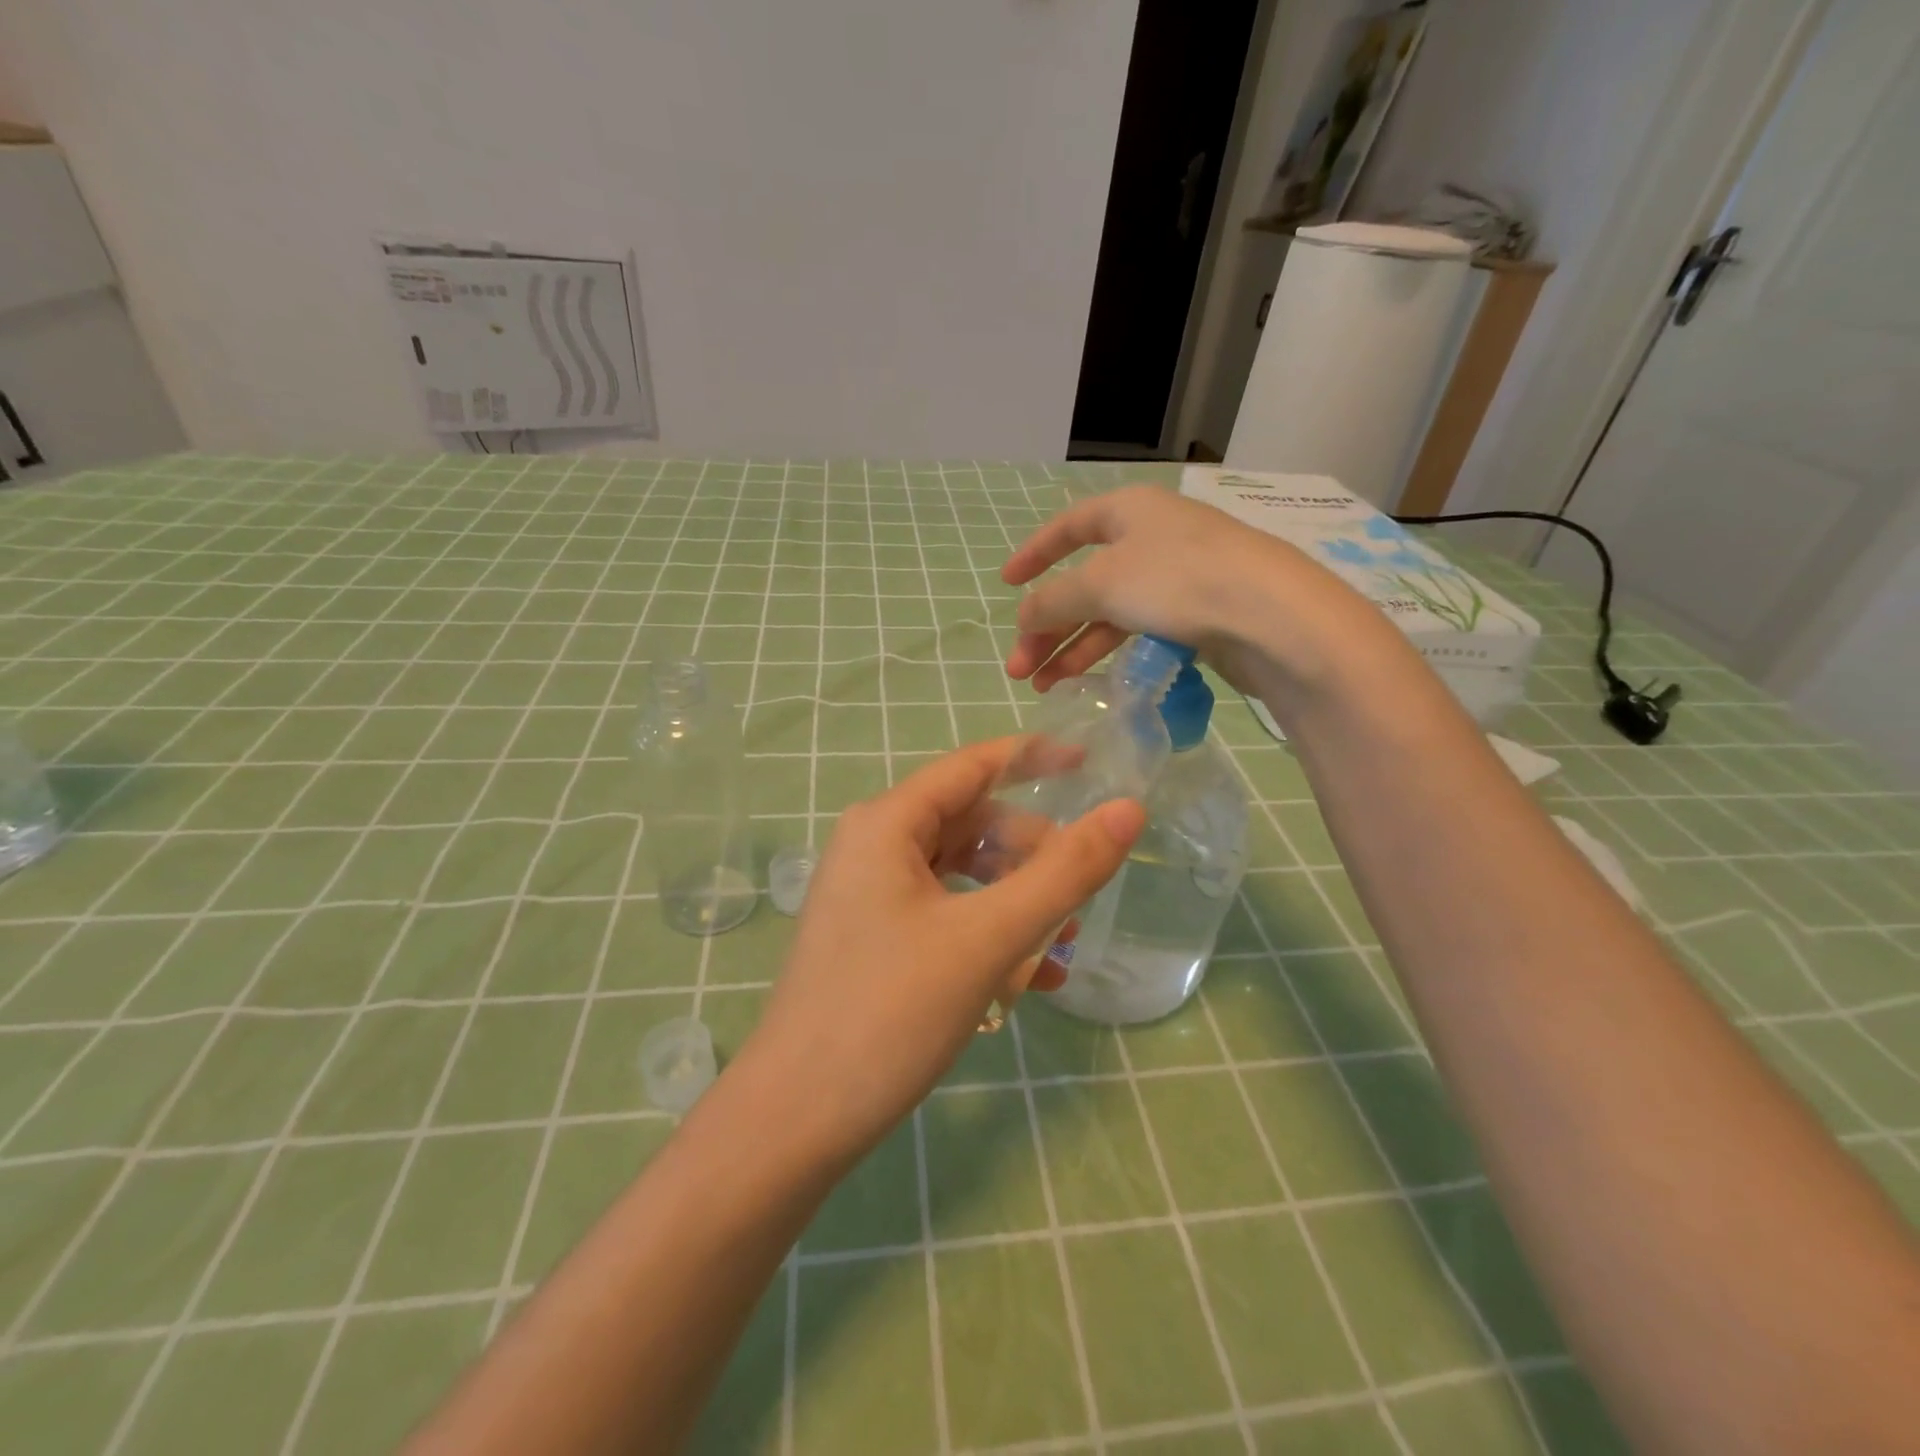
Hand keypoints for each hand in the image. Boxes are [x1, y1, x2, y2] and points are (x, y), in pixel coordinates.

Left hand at [736, 741, 1145, 1163]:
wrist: (795, 1121)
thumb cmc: (890, 1013)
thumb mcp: (988, 938)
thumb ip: (1063, 872)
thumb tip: (1128, 810)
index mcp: (887, 823)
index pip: (973, 766)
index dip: (1033, 757)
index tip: (1089, 763)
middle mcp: (872, 845)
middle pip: (969, 823)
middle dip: (1030, 851)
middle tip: (1080, 890)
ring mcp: (867, 894)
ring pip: (960, 874)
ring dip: (1014, 899)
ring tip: (1061, 943)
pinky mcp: (872, 937)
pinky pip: (943, 914)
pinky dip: (986, 932)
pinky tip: (1027, 979)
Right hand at [1002, 484, 1393, 707]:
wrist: (1272, 618)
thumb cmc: (1178, 581)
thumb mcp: (1100, 584)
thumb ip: (1052, 600)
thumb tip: (1024, 616)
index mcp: (1129, 511)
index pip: (1068, 526)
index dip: (1033, 553)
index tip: (1005, 584)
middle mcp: (1153, 538)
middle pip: (1084, 581)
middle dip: (1047, 625)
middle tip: (1019, 668)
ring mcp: (1178, 578)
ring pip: (1109, 612)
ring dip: (1072, 648)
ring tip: (1044, 686)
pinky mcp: (1198, 615)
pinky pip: (1138, 631)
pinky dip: (1109, 654)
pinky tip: (1088, 681)